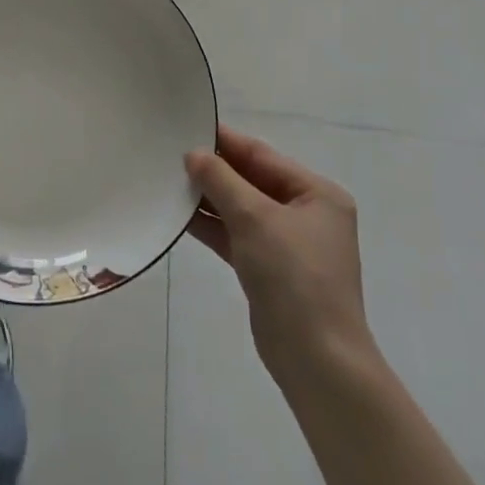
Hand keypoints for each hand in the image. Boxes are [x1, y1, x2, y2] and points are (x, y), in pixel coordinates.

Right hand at [185, 125, 374, 383]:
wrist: (316, 359)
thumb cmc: (294, 276)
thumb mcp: (255, 218)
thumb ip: (221, 180)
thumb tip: (194, 154)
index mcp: (317, 194)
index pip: (262, 155)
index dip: (224, 141)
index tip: (186, 125)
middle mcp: (306, 214)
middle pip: (251, 180)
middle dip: (213, 170)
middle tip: (170, 153)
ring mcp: (287, 243)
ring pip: (240, 208)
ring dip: (208, 198)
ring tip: (167, 180)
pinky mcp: (269, 269)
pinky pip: (235, 235)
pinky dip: (211, 225)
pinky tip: (179, 215)